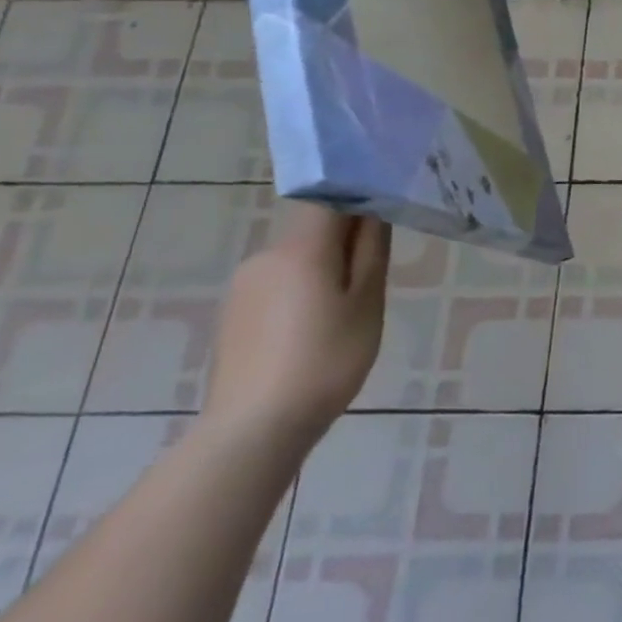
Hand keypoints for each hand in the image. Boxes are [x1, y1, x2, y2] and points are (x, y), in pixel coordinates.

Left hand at [202, 203, 390, 447]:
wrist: (253, 430)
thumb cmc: (326, 358)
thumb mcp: (366, 300)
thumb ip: (371, 249)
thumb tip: (373, 210)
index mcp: (300, 247)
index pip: (328, 196)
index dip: (357, 191)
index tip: (387, 202)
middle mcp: (265, 256)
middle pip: (313, 228)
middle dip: (346, 238)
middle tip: (377, 272)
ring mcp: (244, 287)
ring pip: (297, 258)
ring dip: (326, 268)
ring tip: (349, 309)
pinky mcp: (235, 314)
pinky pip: (279, 284)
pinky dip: (304, 292)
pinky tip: (316, 330)